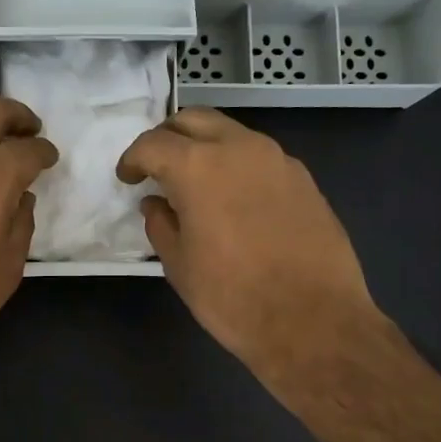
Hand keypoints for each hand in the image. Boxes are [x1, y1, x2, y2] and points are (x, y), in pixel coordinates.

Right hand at [116, 108, 380, 392]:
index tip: (128, 178)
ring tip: (195, 183)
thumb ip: (160, 224)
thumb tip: (156, 203)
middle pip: (194, 120)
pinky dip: (237, 165)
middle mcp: (239, 148)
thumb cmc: (232, 296)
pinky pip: (259, 157)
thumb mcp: (179, 265)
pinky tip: (234, 200)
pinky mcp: (304, 179)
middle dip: (168, 138)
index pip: (153, 144)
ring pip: (231, 133)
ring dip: (205, 147)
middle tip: (157, 169)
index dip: (133, 159)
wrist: (313, 321)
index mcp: (198, 166)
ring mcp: (277, 159)